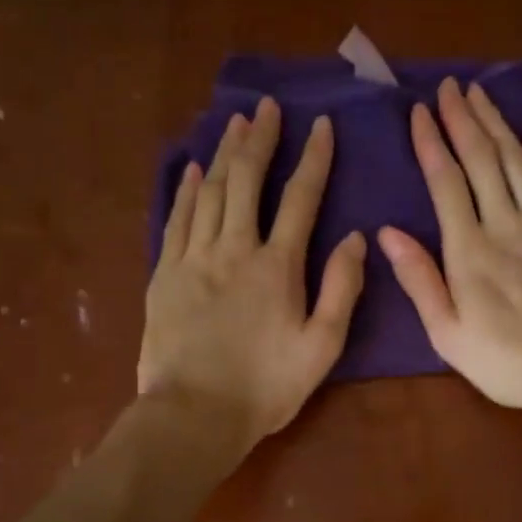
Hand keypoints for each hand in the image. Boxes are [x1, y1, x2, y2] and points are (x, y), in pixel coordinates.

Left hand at [140, 98, 366, 447]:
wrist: (194, 414)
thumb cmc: (266, 387)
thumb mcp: (321, 346)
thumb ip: (341, 289)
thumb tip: (356, 238)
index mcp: (278, 266)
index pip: (301, 198)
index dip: (314, 159)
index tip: (321, 125)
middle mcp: (235, 249)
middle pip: (248, 180)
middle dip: (261, 139)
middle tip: (267, 107)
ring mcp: (194, 258)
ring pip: (210, 191)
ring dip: (224, 153)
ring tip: (234, 123)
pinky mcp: (165, 274)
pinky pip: (177, 218)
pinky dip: (186, 190)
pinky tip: (193, 169)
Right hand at [378, 79, 521, 432]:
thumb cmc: (506, 361)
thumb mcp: (448, 334)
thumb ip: (419, 280)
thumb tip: (387, 233)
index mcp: (470, 250)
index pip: (446, 182)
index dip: (432, 143)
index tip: (420, 111)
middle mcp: (507, 225)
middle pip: (483, 160)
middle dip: (464, 119)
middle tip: (451, 87)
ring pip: (519, 163)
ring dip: (500, 126)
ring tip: (483, 95)